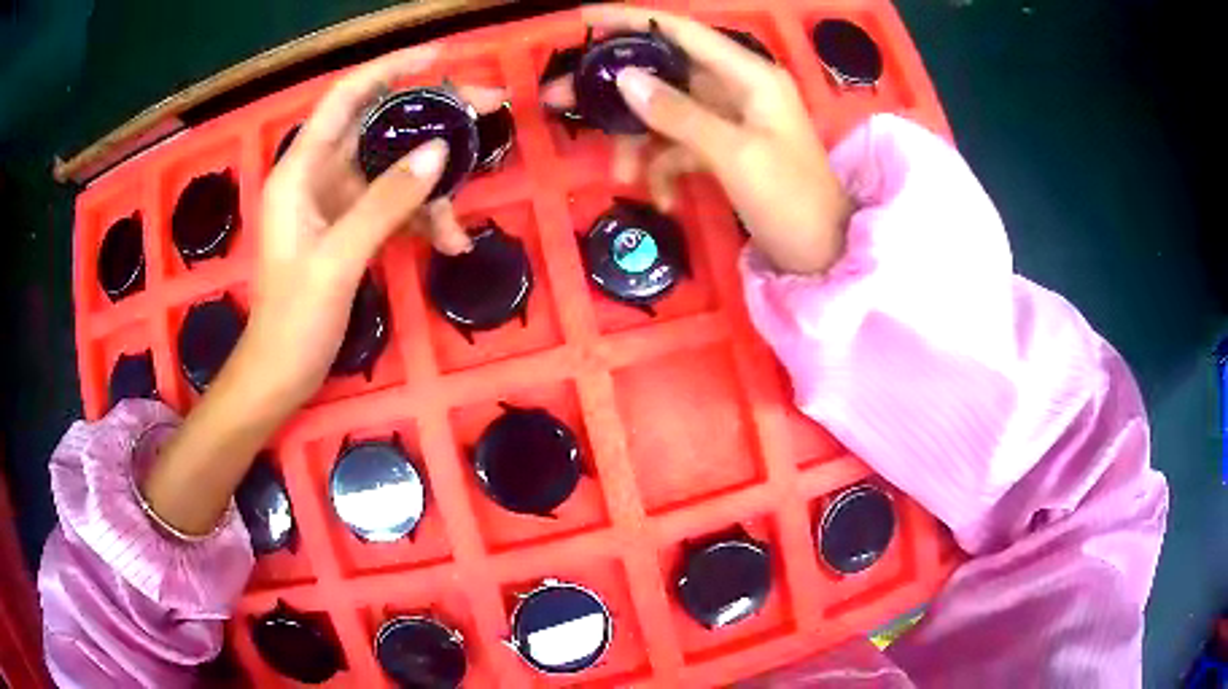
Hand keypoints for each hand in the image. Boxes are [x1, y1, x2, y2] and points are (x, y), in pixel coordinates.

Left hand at [243, 46, 504, 409]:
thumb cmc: (293, 319)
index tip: (440, 57)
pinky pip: (394, 206)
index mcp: (299, 170)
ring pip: (394, 171)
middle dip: (431, 121)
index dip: (390, 68)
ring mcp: (336, 202)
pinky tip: (447, 245)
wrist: (280, 374)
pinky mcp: (350, 228)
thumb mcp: (338, 258)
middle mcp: (318, 175)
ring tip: (458, 228)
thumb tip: (439, 151)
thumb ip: (385, 201)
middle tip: (487, 110)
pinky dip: (421, 220)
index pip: (346, 98)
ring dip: (431, 192)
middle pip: (379, 127)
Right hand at [542, 5, 852, 274]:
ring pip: (663, 112)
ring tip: (622, 177)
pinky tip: (663, 199)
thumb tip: (625, 78)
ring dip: (637, 142)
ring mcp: (728, 120)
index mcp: (749, 75)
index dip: (632, 20)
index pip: (681, 31)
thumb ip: (679, 114)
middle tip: (560, 98)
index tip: (583, 18)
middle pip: (663, 72)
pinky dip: (664, 169)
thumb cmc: (792, 201)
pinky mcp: (722, 150)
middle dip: (616, 88)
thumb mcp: (735, 155)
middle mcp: (736, 88)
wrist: (825, 256)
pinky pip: (678, 146)